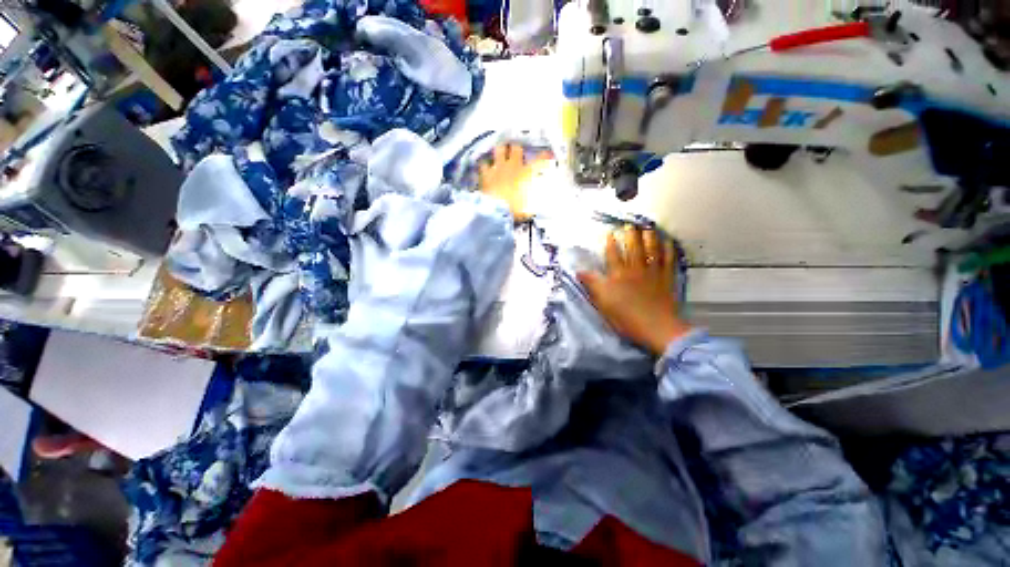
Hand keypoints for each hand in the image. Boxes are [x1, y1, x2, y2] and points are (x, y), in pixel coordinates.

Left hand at [478, 144, 552, 221]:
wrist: (496, 209)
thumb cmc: (515, 209)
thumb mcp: (528, 208)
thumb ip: (532, 205)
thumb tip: (534, 207)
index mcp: (526, 174)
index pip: (539, 161)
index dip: (544, 156)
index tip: (547, 154)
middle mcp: (513, 166)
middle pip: (517, 148)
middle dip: (517, 149)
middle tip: (517, 152)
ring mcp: (498, 168)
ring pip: (500, 150)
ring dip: (501, 151)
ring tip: (501, 152)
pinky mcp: (486, 174)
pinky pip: (484, 164)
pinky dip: (485, 165)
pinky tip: (485, 166)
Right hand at [578, 226, 691, 355]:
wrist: (657, 328)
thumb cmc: (626, 317)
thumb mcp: (602, 302)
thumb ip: (592, 284)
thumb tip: (579, 271)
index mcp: (618, 275)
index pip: (613, 254)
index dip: (611, 243)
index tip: (610, 233)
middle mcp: (636, 270)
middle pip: (633, 248)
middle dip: (630, 235)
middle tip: (630, 225)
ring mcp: (653, 273)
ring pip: (651, 250)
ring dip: (649, 237)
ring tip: (648, 228)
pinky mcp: (667, 280)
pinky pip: (668, 260)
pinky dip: (668, 250)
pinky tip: (668, 242)